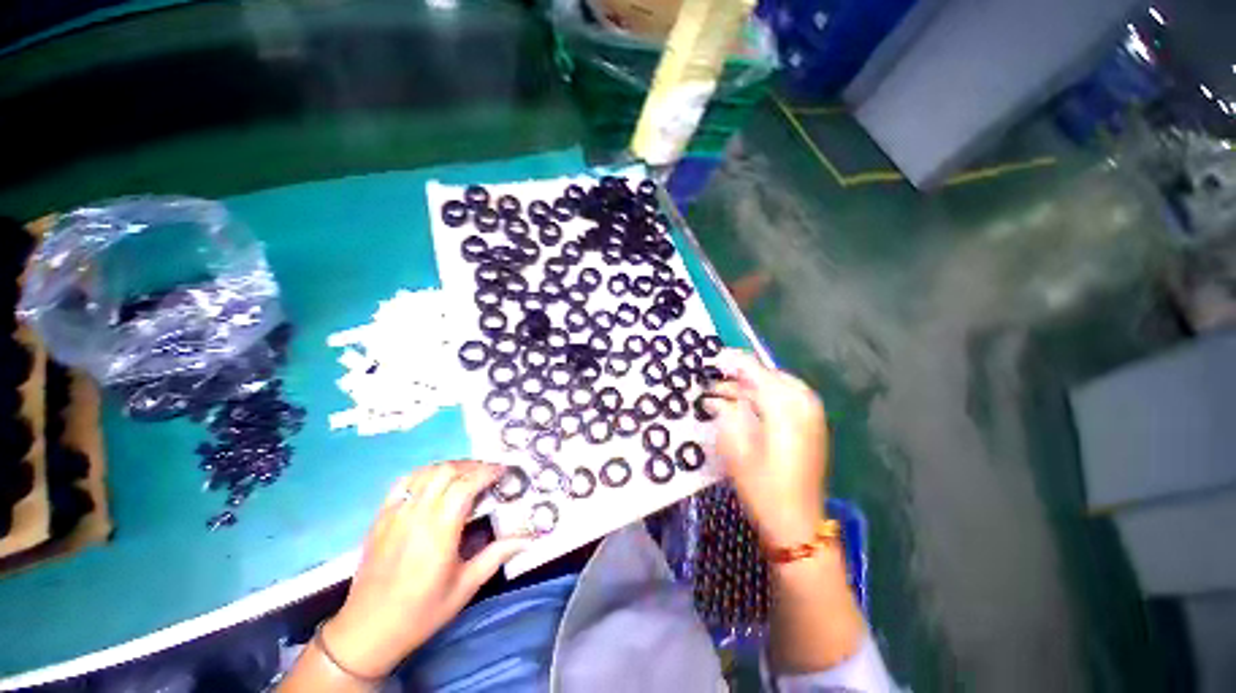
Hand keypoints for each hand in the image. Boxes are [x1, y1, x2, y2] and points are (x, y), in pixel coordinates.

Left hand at [322, 461, 530, 678]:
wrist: (367, 630)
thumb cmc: (421, 611)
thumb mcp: (465, 587)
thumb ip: (496, 555)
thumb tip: (527, 538)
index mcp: (440, 531)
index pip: (466, 485)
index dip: (487, 472)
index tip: (503, 472)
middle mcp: (417, 515)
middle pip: (447, 471)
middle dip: (473, 466)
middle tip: (488, 473)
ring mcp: (395, 513)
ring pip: (426, 472)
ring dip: (451, 466)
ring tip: (466, 474)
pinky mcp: (381, 517)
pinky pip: (404, 482)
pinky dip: (425, 473)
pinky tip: (435, 481)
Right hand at [706, 349, 828, 548]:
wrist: (797, 522)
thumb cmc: (762, 486)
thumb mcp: (736, 447)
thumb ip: (727, 412)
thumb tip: (717, 396)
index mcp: (785, 406)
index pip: (756, 372)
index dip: (733, 362)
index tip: (714, 358)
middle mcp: (802, 403)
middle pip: (768, 376)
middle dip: (740, 375)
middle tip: (716, 380)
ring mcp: (811, 415)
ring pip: (776, 386)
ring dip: (749, 387)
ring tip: (723, 395)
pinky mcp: (811, 426)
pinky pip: (785, 398)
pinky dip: (763, 397)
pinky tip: (745, 406)